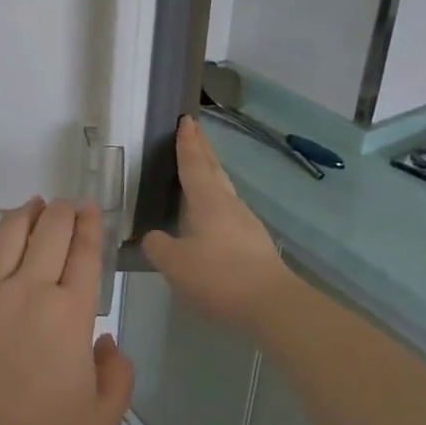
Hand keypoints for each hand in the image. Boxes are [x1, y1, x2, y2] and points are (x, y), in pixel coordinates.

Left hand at [0, 199, 133, 424]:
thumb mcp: (102, 420)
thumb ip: (118, 375)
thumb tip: (106, 338)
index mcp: (71, 314)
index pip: (84, 253)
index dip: (90, 225)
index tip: (91, 209)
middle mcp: (31, 289)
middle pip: (50, 232)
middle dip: (62, 211)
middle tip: (66, 205)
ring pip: (10, 233)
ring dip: (25, 212)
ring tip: (34, 203)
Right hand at [142, 117, 291, 333]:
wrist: (272, 304)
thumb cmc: (219, 276)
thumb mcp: (175, 264)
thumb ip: (158, 246)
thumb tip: (153, 237)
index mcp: (208, 201)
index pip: (193, 164)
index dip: (187, 143)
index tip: (185, 120)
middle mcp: (228, 204)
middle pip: (213, 170)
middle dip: (202, 149)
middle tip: (193, 131)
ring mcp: (245, 223)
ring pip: (223, 189)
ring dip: (210, 174)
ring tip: (199, 168)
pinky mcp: (254, 243)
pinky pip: (228, 210)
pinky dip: (215, 200)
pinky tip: (210, 214)